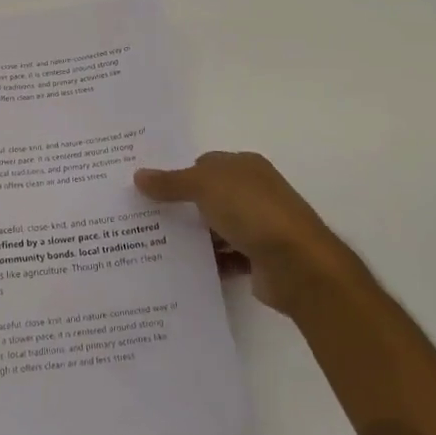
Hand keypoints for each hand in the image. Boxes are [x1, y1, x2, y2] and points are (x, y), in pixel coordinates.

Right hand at [135, 152, 360, 317]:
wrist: (297, 264)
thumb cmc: (252, 211)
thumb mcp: (205, 186)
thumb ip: (171, 182)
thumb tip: (138, 175)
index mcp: (245, 167)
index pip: (205, 164)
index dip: (178, 174)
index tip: (147, 189)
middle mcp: (253, 192)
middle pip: (209, 196)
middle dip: (181, 206)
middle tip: (142, 217)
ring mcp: (258, 226)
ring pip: (216, 228)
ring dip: (194, 236)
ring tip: (153, 245)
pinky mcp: (258, 258)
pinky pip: (225, 257)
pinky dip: (208, 262)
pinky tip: (180, 270)